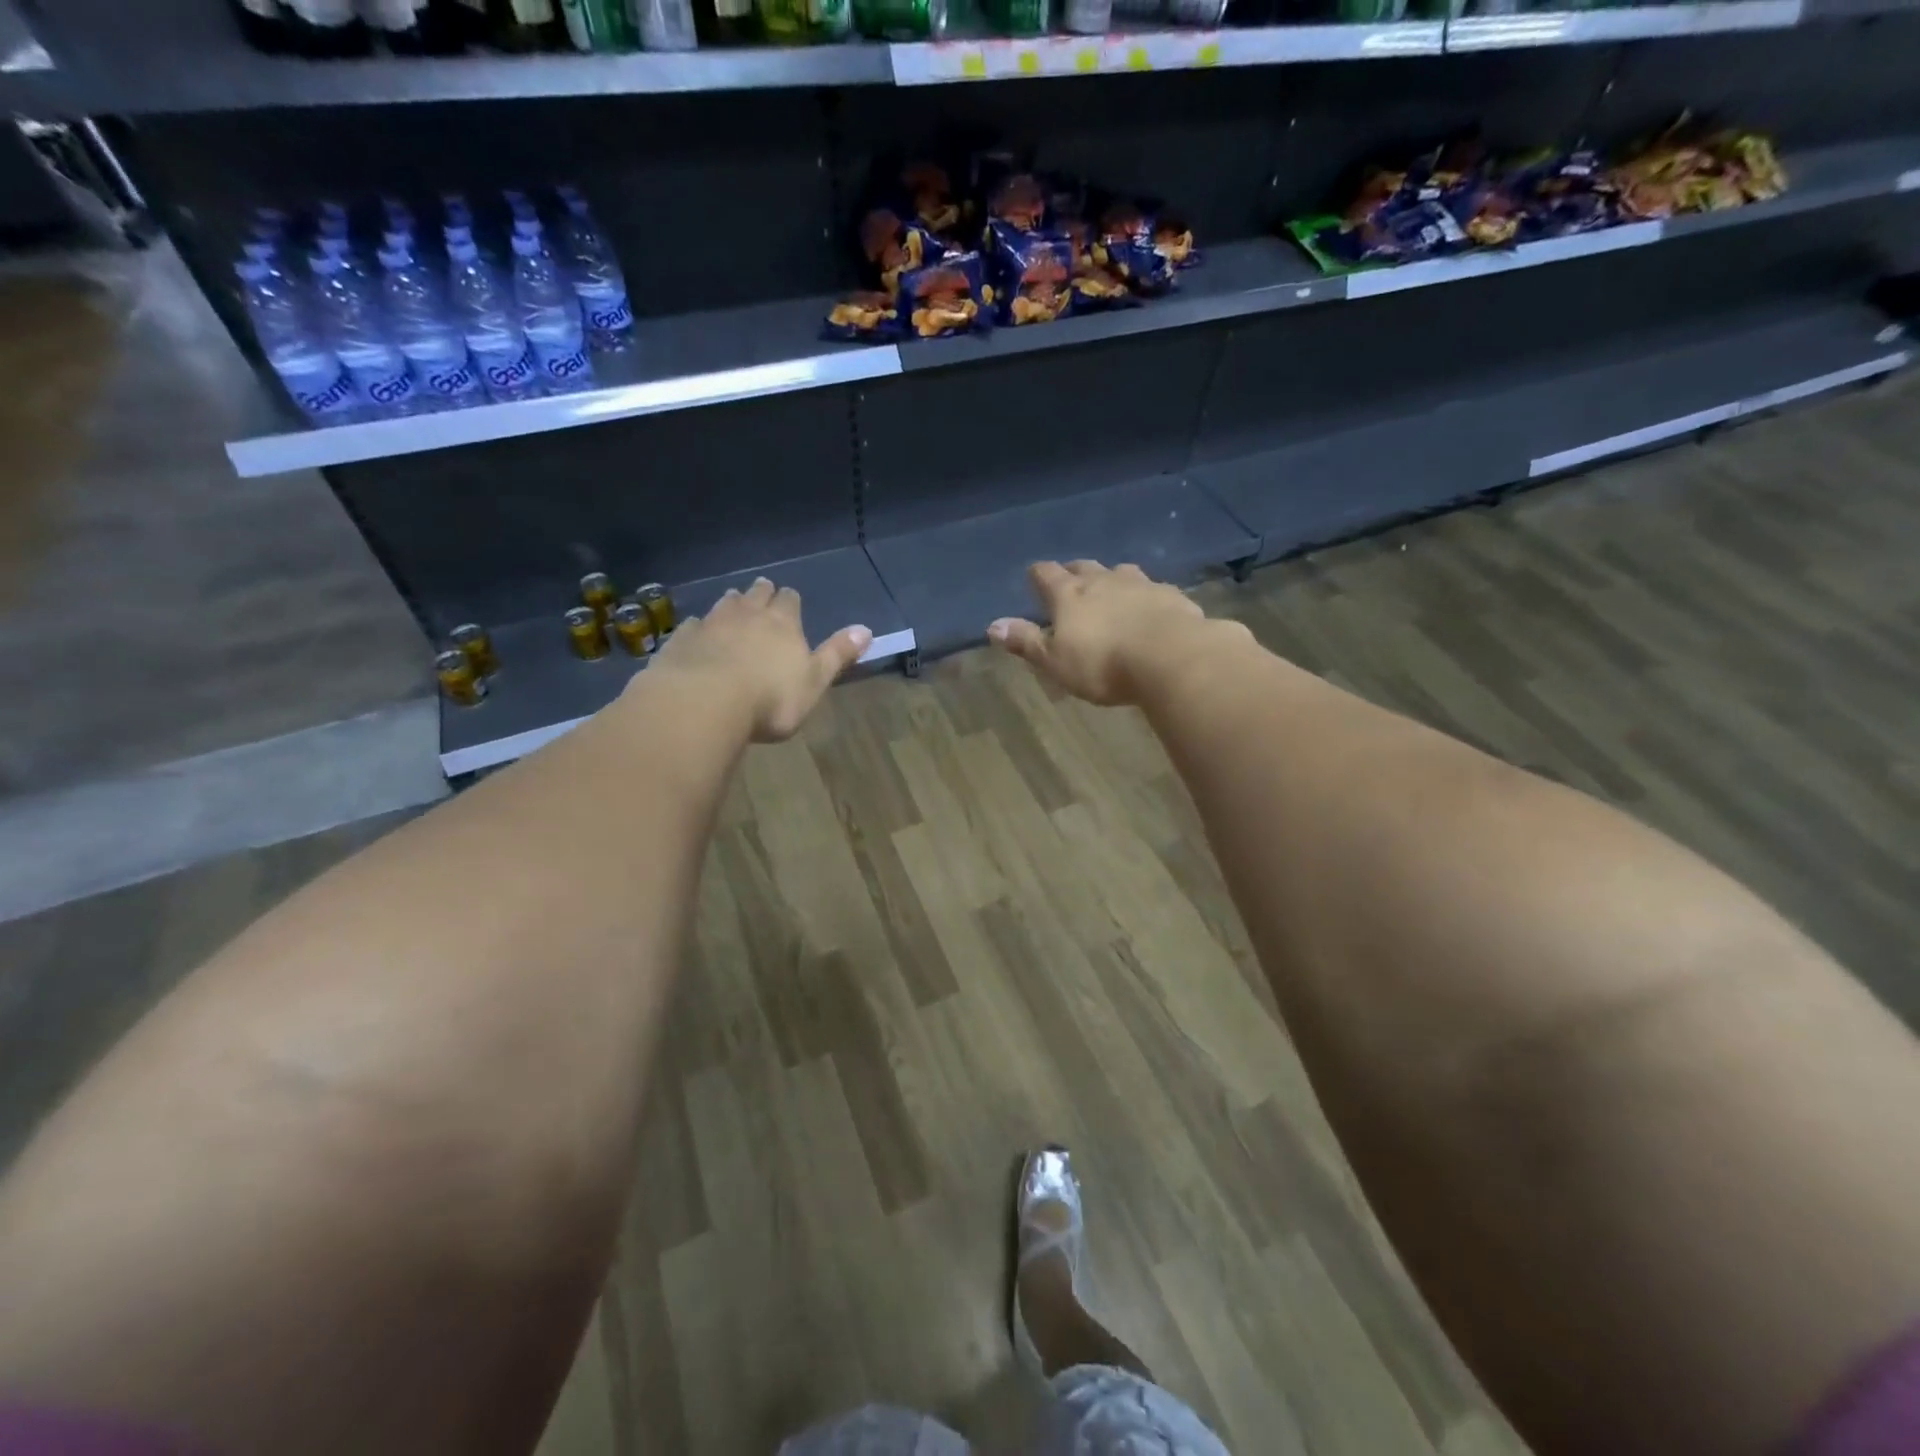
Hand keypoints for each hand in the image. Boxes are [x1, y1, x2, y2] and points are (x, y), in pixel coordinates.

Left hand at [646, 578, 870, 742]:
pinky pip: (693, 625)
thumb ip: (838, 655)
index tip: (790, 601)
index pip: (790, 600)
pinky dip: (699, 627)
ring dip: (731, 603)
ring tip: (733, 606)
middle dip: (761, 593)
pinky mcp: (683, 639)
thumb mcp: (815, 681)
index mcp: (783, 623)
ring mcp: (711, 624)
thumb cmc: (771, 698)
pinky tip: (697, 632)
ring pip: (724, 604)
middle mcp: (748, 614)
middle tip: (762, 594)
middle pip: (756, 594)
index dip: (791, 600)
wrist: (705, 702)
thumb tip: (866, 630)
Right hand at [988, 560, 1217, 706]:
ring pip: (1121, 572)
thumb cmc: (1103, 664)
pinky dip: (1146, 596)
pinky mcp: (1171, 596)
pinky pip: (1153, 589)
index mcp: (1069, 595)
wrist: (1170, 657)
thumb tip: (992, 626)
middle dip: (1074, 573)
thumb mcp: (1055, 661)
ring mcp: (1141, 584)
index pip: (1046, 574)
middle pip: (1084, 567)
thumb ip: (1026, 642)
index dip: (1038, 575)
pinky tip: (1150, 609)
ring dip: (1112, 579)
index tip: (1034, 578)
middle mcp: (1103, 580)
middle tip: (1071, 585)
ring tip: (1111, 592)